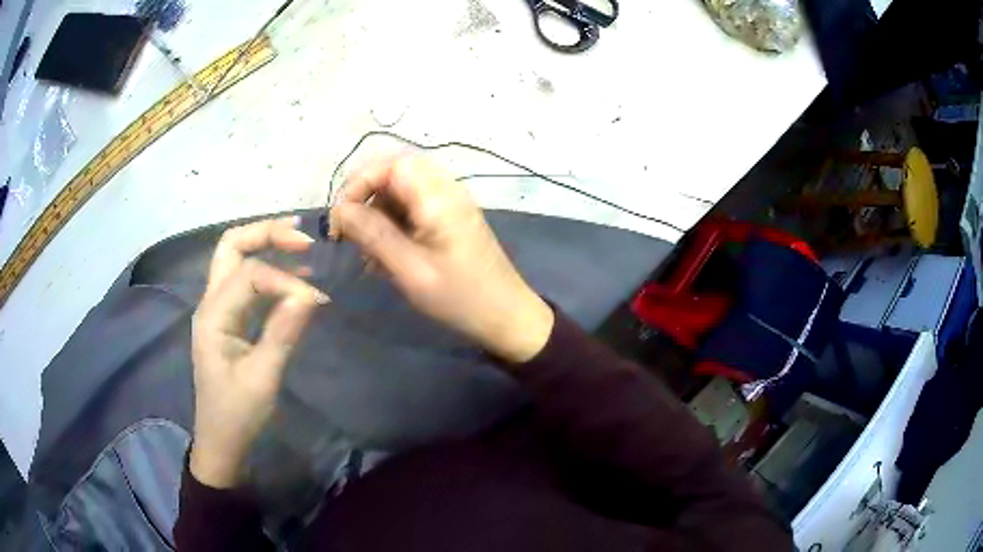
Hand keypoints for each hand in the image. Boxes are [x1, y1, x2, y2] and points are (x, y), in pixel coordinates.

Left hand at [190, 218, 328, 487]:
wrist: (222, 441)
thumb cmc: (238, 414)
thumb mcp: (262, 379)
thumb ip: (282, 333)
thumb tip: (310, 294)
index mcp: (213, 315)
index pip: (248, 274)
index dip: (284, 278)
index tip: (315, 299)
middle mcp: (211, 302)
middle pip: (231, 245)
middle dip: (266, 233)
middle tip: (304, 237)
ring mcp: (218, 309)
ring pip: (236, 257)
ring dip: (267, 245)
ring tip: (303, 245)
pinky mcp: (229, 319)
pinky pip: (246, 281)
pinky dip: (269, 269)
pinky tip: (295, 274)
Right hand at [329, 155, 553, 364]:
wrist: (506, 316)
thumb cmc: (459, 297)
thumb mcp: (410, 269)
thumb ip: (373, 234)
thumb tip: (340, 210)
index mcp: (438, 196)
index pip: (391, 164)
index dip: (360, 182)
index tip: (341, 217)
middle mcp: (446, 190)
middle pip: (395, 174)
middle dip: (366, 199)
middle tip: (350, 233)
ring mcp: (451, 203)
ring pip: (402, 192)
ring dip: (378, 216)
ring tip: (368, 254)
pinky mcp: (451, 219)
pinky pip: (414, 209)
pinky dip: (394, 226)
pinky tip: (386, 257)